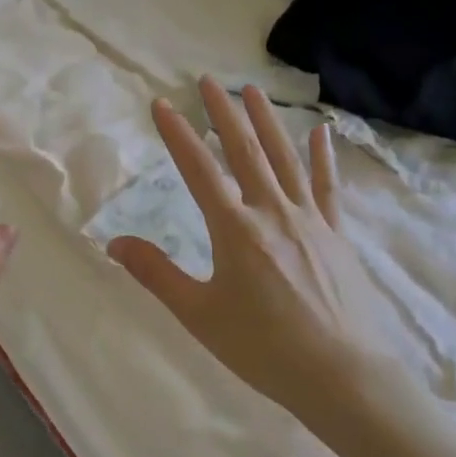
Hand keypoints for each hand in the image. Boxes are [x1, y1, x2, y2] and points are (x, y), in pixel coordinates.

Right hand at [108, 78, 433, 441]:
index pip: (198, 169)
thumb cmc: (263, 348)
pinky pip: (328, 186)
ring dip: (267, 121)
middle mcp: (272, 212)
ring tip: (253, 90)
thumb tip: (113, 243)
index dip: (177, 134)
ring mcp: (310, 219)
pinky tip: (322, 133)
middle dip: (223, 112)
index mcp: (235, 229)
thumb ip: (156, 274)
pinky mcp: (336, 234)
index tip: (162, 104)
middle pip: (244, 150)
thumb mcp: (199, 314)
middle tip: (208, 80)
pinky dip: (323, 157)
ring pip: (285, 158)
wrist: (343, 376)